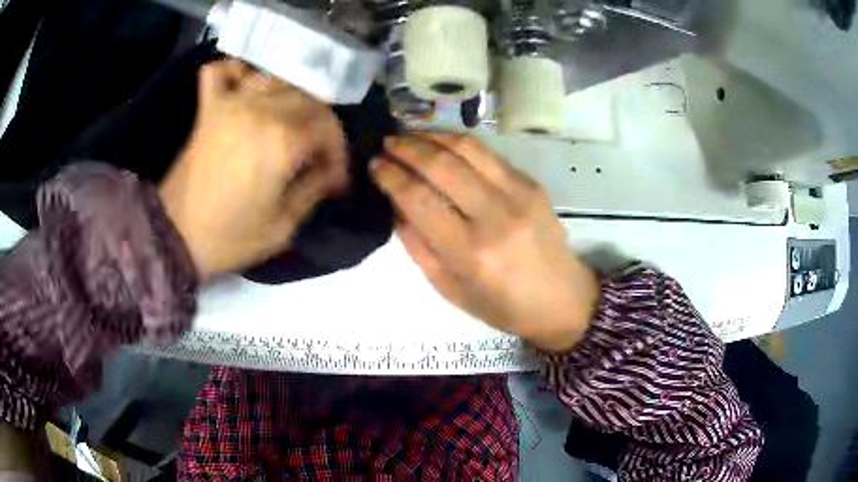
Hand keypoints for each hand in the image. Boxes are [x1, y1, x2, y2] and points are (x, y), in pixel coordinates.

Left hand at [159, 60, 347, 280]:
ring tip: (290, 124)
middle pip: (308, 98)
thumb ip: (313, 190)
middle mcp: (261, 111)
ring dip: (291, 98)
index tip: (335, 178)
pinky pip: (223, 72)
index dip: (338, 152)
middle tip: (316, 155)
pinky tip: (246, 88)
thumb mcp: (282, 226)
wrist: (176, 237)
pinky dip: (237, 72)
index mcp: (282, 142)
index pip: (328, 128)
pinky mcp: (209, 109)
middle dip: (321, 125)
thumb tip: (332, 173)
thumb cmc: (230, 238)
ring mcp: (231, 104)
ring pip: (277, 79)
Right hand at [371, 133, 599, 351]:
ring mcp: (519, 195)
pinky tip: (443, 143)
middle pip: (441, 165)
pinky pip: (489, 154)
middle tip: (387, 142)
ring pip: (467, 147)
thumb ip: (418, 245)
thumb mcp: (449, 289)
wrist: (562, 299)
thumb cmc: (503, 305)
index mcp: (470, 253)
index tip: (374, 165)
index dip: (391, 176)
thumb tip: (396, 203)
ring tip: (410, 134)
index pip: (419, 199)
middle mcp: (495, 216)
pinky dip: (459, 143)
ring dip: (432, 135)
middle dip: (407, 147)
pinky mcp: (532, 184)